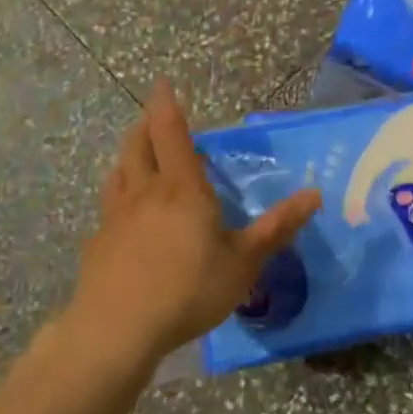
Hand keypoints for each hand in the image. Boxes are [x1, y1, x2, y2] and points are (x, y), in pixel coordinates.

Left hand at [69, 80, 322, 365]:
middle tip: (153, 118)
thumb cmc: (188, 289)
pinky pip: (109, 206)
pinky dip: (118, 195)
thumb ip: (277, 228)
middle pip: (138, 145)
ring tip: (138, 157)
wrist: (116, 330)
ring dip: (129, 156)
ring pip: (119, 172)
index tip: (160, 83)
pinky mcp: (98, 243)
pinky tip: (125, 216)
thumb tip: (314, 194)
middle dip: (145, 126)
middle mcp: (145, 192)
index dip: (165, 105)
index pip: (170, 133)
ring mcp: (116, 217)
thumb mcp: (243, 262)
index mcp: (182, 188)